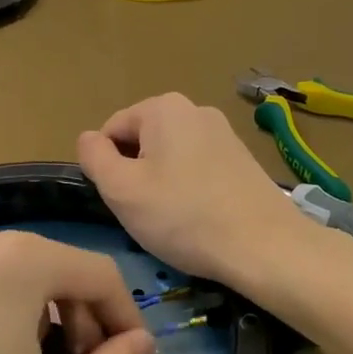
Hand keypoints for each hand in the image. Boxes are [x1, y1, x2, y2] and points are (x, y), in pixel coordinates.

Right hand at [78, 93, 313, 287]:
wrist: (264, 245)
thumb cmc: (183, 216)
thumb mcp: (122, 190)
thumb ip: (94, 157)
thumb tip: (88, 139)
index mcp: (163, 107)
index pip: (111, 130)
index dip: (106, 168)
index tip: (121, 202)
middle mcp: (195, 109)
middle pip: (142, 141)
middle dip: (136, 174)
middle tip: (145, 213)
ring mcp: (223, 132)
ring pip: (170, 156)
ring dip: (162, 184)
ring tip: (174, 220)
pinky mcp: (242, 158)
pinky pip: (198, 168)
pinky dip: (190, 189)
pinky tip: (199, 219)